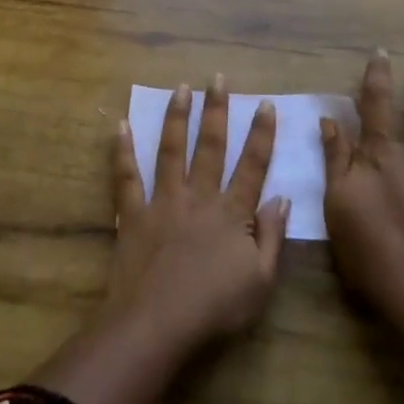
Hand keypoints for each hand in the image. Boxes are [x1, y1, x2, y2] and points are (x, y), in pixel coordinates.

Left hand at [104, 76, 288, 351]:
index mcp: (232, 213)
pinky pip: (127, 176)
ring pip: (171, 150)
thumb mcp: (260, 282)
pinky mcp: (134, 214)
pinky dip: (123, 151)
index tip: (264, 104)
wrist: (157, 324)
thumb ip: (272, 237)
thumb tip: (282, 198)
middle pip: (210, 146)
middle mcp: (199, 196)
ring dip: (177, 117)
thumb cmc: (214, 309)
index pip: (252, 165)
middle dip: (216, 110)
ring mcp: (164, 201)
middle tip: (218, 78)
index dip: (261, 134)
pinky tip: (121, 125)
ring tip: (181, 88)